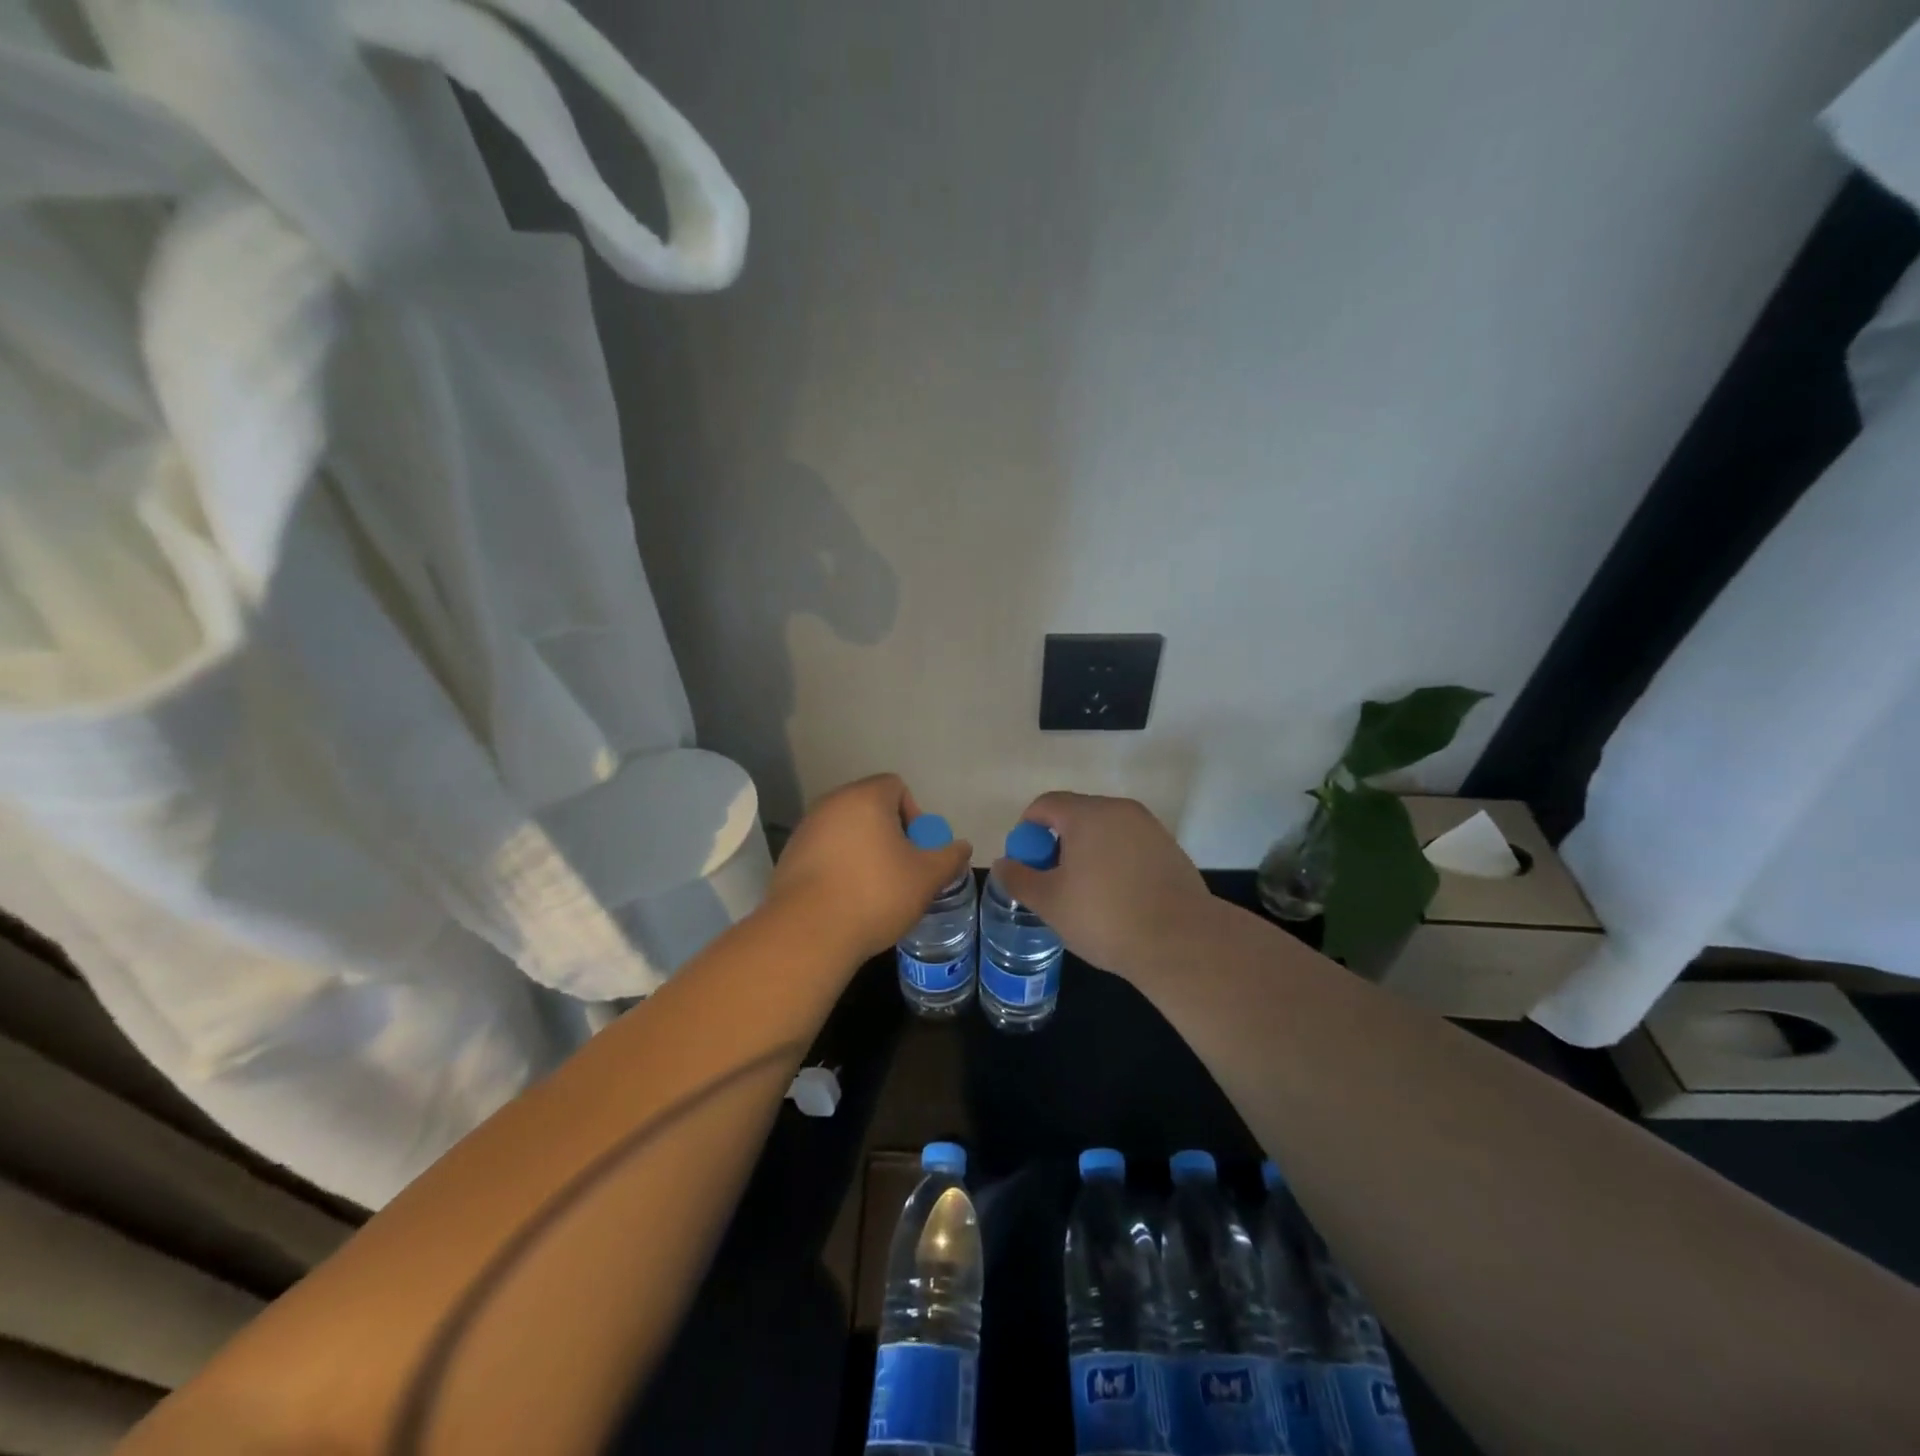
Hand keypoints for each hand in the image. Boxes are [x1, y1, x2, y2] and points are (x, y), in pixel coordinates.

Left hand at [768, 774, 972, 963]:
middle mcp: (831, 803)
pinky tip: (846, 899)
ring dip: (864, 851)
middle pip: (870, 808)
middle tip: (902, 870)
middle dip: (890, 835)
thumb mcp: (926, 877)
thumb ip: (949, 857)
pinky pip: (824, 851)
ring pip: (846, 831)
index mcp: (865, 797)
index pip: (896, 786)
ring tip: (874, 889)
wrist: (808, 933)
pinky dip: (839, 867)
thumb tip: (962, 847)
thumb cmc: (876, 894)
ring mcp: (805, 829)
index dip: (914, 815)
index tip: (917, 849)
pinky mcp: (789, 856)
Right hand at [990, 792, 1217, 980]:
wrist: (1181, 942)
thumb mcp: (1050, 902)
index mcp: (1087, 814)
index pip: (1045, 805)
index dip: (1027, 830)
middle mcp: (1120, 810)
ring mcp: (1150, 828)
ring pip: (1105, 832)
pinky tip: (1118, 899)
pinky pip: (1130, 846)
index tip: (1026, 863)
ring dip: (1088, 853)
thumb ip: (1019, 878)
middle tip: (1052, 881)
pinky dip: (1115, 862)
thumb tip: (1003, 863)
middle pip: (1077, 815)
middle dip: (1058, 843)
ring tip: (1085, 894)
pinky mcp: (1171, 850)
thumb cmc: (1105, 917)